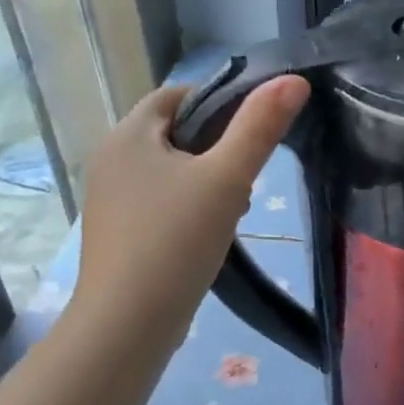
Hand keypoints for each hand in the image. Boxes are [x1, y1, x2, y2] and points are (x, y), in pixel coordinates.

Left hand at [72, 77, 308, 331]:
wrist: (128, 324)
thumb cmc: (176, 241)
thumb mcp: (226, 179)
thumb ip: (259, 128)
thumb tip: (294, 80)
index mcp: (128, 136)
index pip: (176, 95)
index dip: (218, 102)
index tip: (254, 130)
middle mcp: (110, 161)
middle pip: (174, 134)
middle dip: (216, 149)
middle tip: (247, 178)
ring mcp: (110, 201)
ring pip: (169, 173)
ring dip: (205, 183)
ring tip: (233, 212)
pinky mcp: (117, 235)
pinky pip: (159, 205)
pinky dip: (187, 210)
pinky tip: (208, 238)